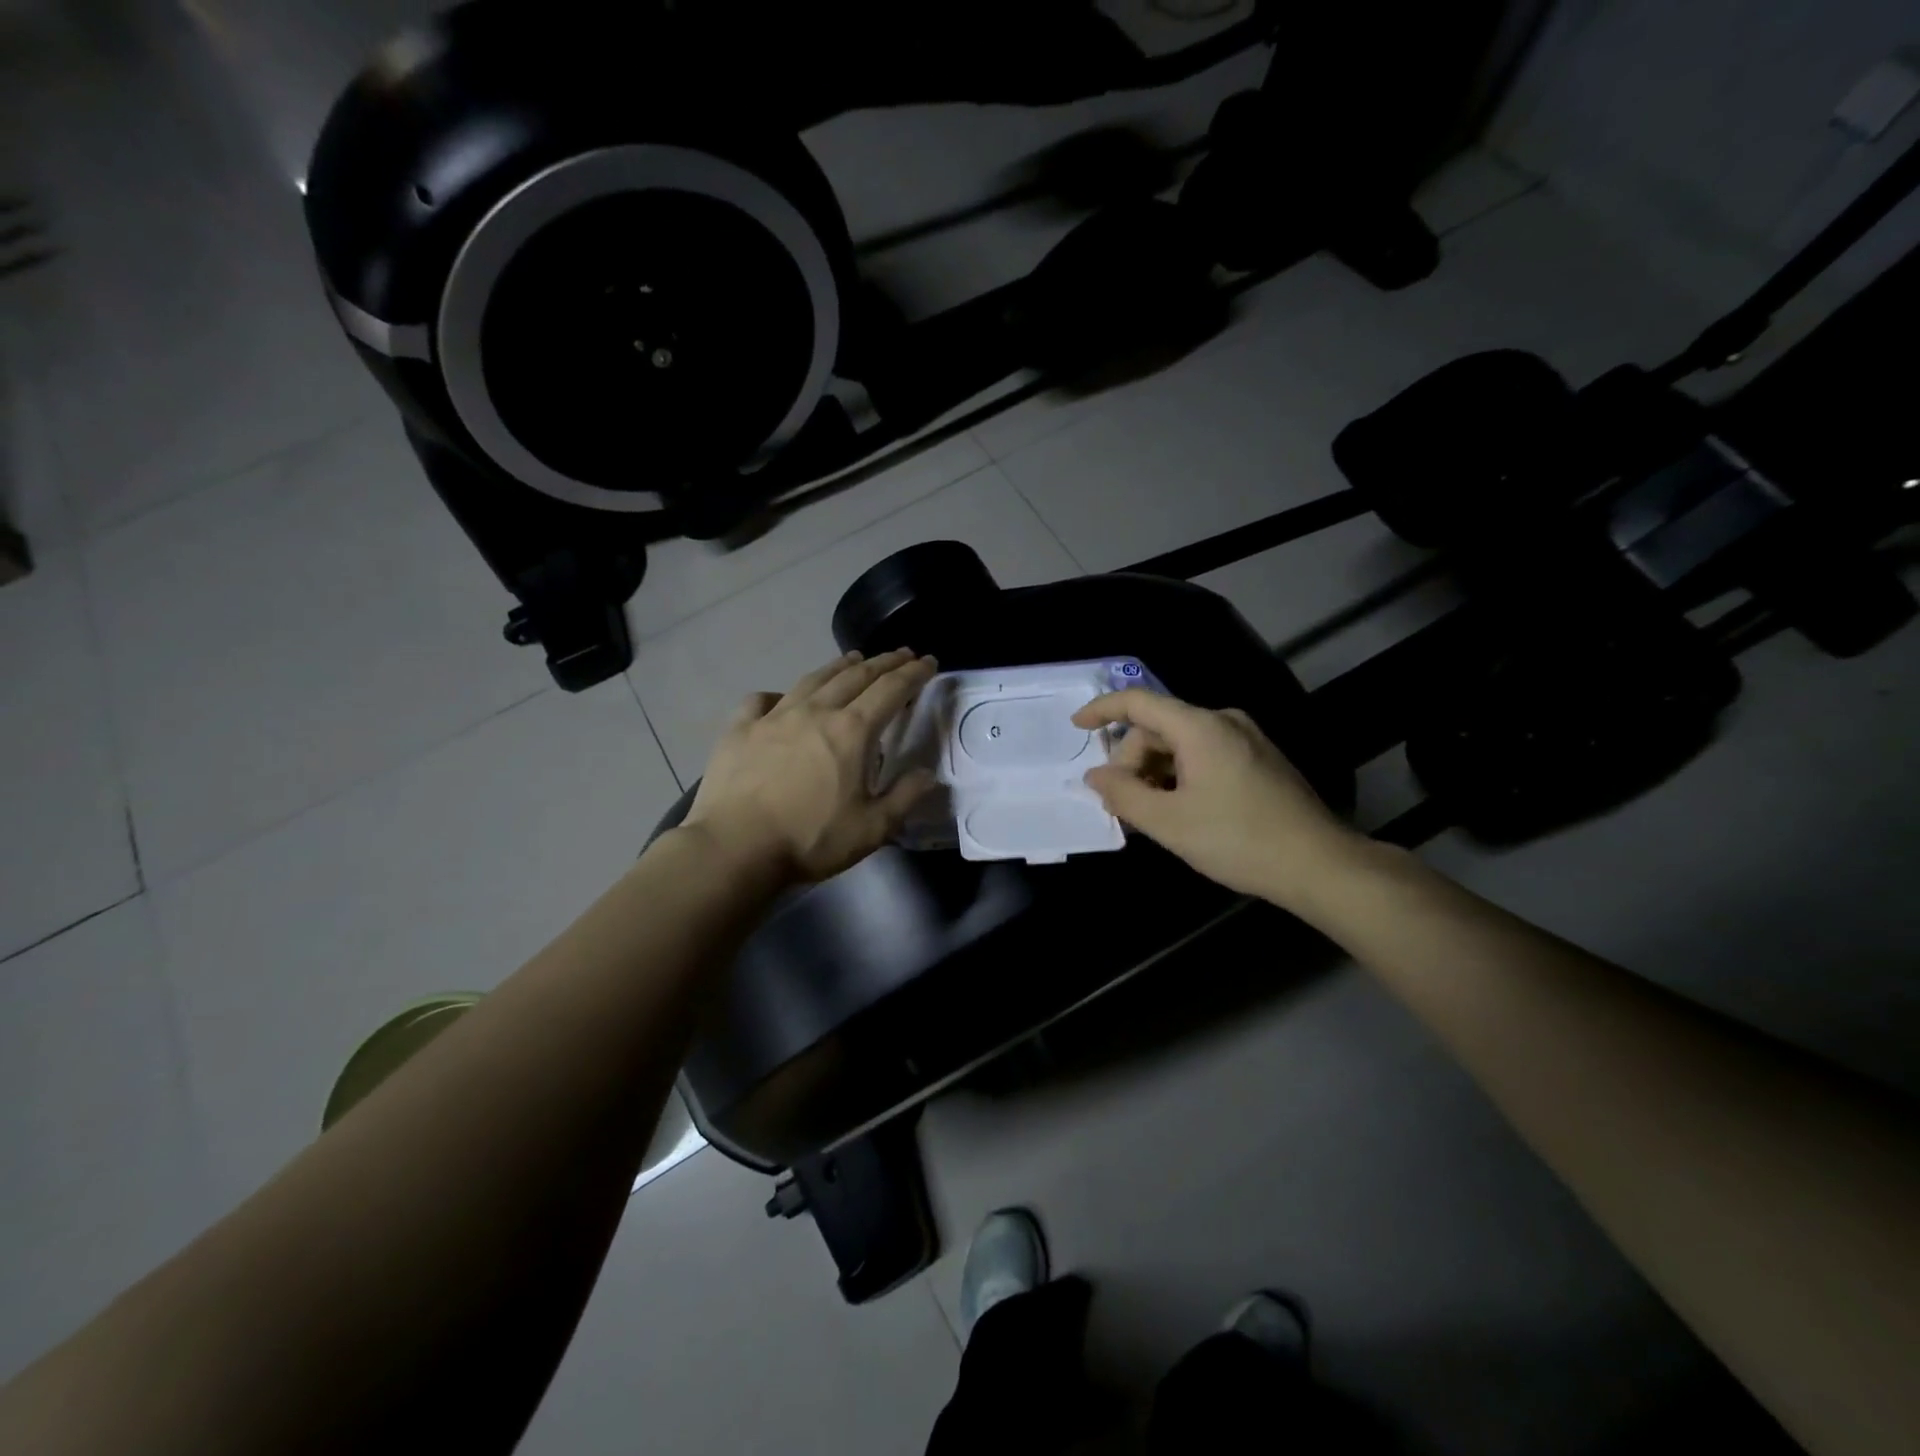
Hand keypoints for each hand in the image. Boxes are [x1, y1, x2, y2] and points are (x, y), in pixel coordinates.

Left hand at [685, 649, 938, 883]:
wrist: (735, 847)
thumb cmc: (810, 839)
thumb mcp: (872, 828)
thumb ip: (904, 797)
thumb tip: (927, 773)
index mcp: (852, 731)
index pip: (891, 690)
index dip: (913, 673)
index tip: (928, 662)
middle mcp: (816, 712)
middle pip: (856, 676)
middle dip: (883, 662)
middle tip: (901, 654)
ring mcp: (774, 717)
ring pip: (813, 679)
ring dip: (839, 666)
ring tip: (854, 659)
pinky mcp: (740, 729)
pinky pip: (761, 700)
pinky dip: (778, 694)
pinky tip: (781, 699)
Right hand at [1073, 690, 1356, 905]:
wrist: (1319, 864)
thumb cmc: (1238, 839)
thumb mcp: (1168, 822)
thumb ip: (1123, 795)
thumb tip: (1095, 776)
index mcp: (1200, 727)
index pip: (1138, 702)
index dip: (1102, 710)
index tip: (1076, 727)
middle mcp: (1224, 721)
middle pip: (1158, 729)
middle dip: (1131, 763)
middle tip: (1123, 807)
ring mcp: (1246, 739)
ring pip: (1180, 745)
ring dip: (1155, 774)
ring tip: (1149, 816)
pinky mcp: (1259, 760)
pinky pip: (1203, 756)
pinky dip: (1180, 777)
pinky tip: (1179, 812)